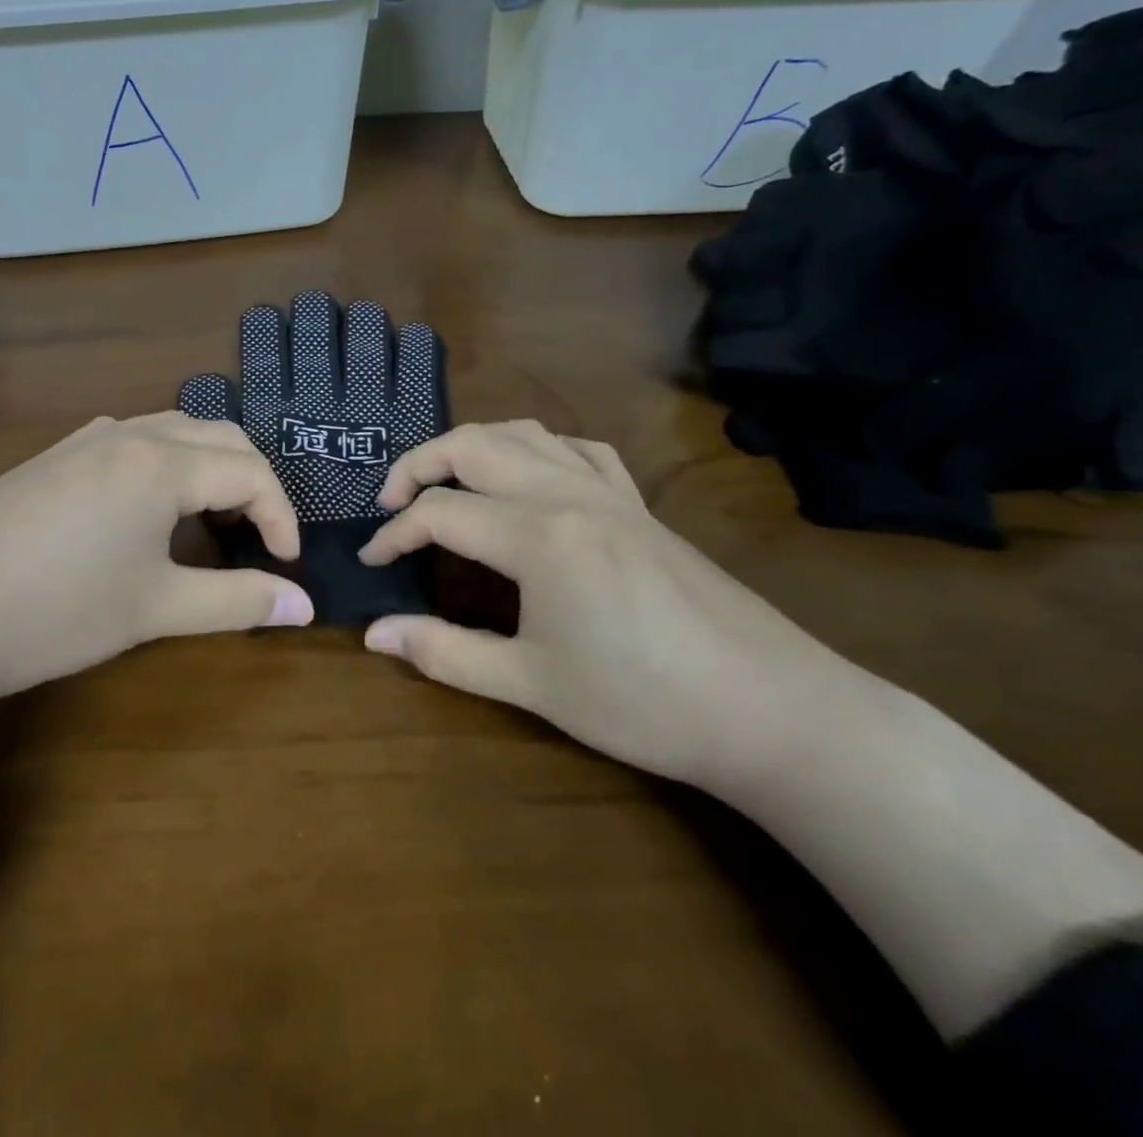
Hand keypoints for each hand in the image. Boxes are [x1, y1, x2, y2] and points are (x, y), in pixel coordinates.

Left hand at [0, 410, 312, 718]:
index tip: (287, 565)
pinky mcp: (53, 457)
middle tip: (260, 537)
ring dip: (209, 467)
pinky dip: (167, 466)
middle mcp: (127, 434)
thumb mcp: (155, 609)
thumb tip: (306, 607)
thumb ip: (238, 602)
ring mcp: (84, 440)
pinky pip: (132, 442)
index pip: (251, 471)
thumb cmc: (54, 613)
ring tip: (214, 521)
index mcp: (161, 462)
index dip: (281, 517)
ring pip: (173, 432)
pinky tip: (149, 512)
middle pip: (219, 436)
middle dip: (253, 482)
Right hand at [360, 422, 1142, 1038]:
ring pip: (524, 434)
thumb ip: (445, 651)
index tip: (371, 562)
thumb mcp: (532, 683)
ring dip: (472, 445)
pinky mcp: (639, 505)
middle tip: (390, 502)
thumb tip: (375, 634)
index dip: (393, 535)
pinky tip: (532, 476)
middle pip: (472, 446)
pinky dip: (537, 449)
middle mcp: (567, 493)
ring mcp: (609, 492)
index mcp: (537, 535)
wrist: (770, 709)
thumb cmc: (642, 702)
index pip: (439, 513)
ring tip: (446, 479)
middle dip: (418, 464)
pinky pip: (578, 450)